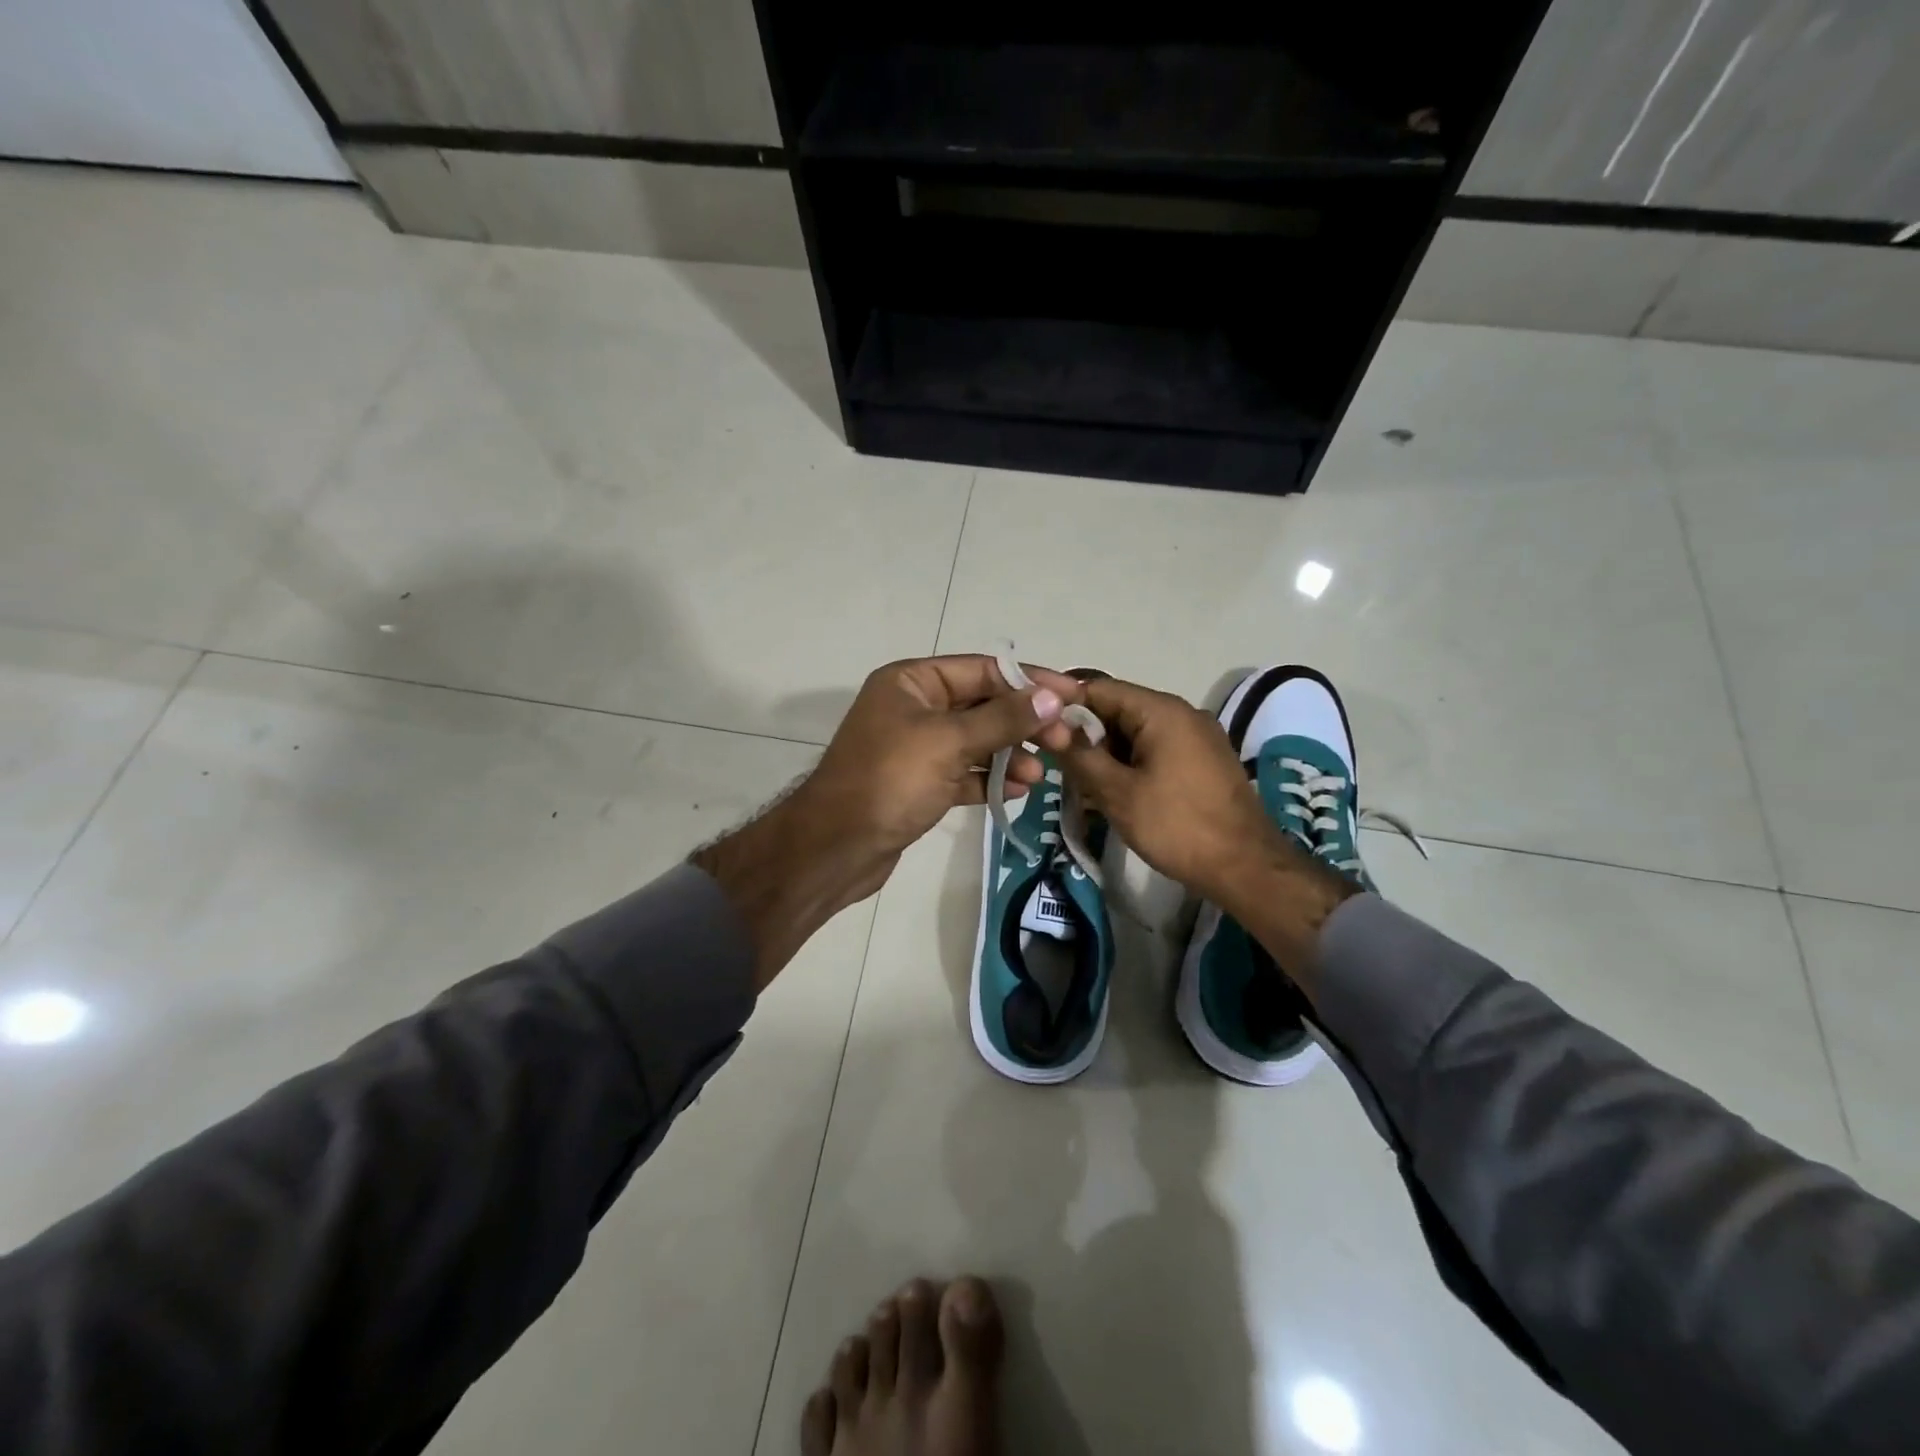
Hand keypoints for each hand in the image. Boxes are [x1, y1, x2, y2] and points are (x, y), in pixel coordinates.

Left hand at [800, 654, 1082, 862]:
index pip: (982, 669)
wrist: (837, 847)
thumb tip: (1051, 697)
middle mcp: (913, 708)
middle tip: (1064, 740)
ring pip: (975, 741)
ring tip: (1040, 774)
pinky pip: (963, 772)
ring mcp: (915, 747)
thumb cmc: (891, 780)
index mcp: (912, 682)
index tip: (1073, 695)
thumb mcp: (949, 742)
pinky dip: (988, 779)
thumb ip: (1003, 719)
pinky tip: (1018, 791)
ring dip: (1009, 754)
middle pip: (982, 705)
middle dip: (1023, 722)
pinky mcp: (919, 783)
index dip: (1029, 680)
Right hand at [1058, 677, 1282, 905]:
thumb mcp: (1117, 792)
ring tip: (1082, 785)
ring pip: (1136, 733)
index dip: (1064, 705)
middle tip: (1057, 765)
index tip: (1037, 729)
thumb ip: (1080, 756)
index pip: (1099, 688)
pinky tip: (1113, 793)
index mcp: (1162, 711)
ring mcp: (1197, 737)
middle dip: (1085, 735)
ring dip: (1107, 754)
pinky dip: (1130, 764)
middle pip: (1118, 709)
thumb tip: (1049, 728)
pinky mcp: (1203, 761)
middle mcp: (1182, 713)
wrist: (1246, 868)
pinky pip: (1156, 750)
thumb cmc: (1177, 826)